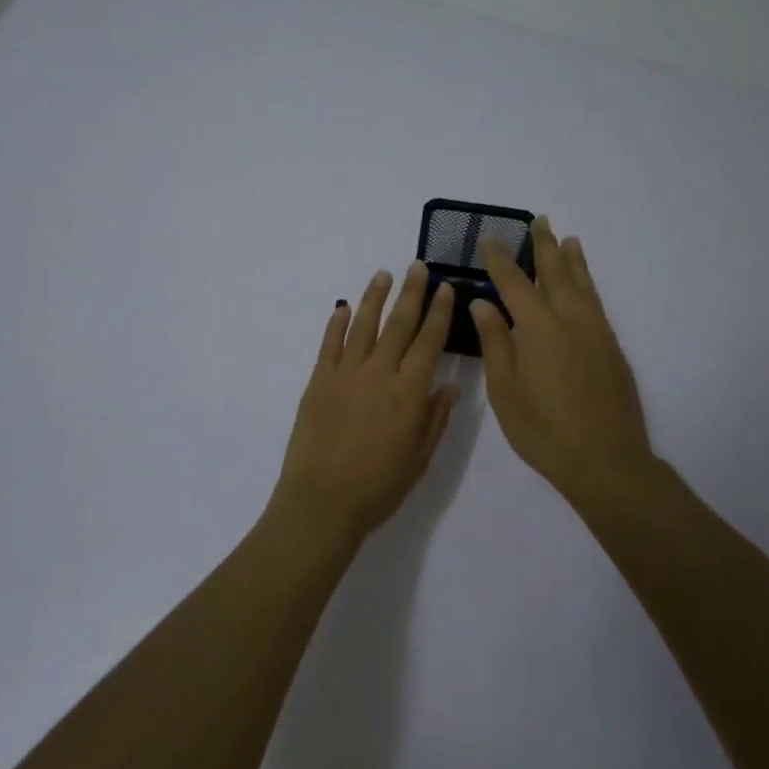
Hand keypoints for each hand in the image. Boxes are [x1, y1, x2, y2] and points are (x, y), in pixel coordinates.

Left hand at [269, 262, 459, 546]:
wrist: (322, 501)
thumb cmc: (378, 487)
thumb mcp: (419, 458)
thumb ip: (435, 418)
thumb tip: (450, 385)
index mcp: (409, 392)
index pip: (429, 342)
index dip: (439, 313)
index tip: (445, 289)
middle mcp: (379, 373)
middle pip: (399, 324)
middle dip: (411, 293)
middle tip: (418, 267)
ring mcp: (345, 374)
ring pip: (364, 325)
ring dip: (375, 297)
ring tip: (383, 274)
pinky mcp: (318, 381)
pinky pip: (329, 344)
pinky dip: (337, 323)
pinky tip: (344, 307)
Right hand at [471, 218, 654, 502]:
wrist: (606, 461)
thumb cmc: (543, 430)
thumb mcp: (505, 389)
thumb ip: (495, 342)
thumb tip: (482, 302)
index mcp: (539, 328)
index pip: (514, 282)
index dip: (499, 259)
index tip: (489, 239)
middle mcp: (571, 320)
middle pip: (556, 272)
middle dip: (544, 245)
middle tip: (538, 221)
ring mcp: (596, 332)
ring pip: (583, 284)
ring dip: (572, 259)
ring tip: (567, 238)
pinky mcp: (612, 348)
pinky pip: (597, 302)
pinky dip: (588, 283)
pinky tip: (584, 285)